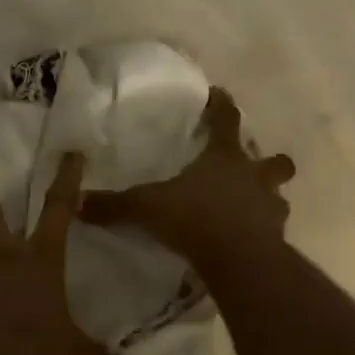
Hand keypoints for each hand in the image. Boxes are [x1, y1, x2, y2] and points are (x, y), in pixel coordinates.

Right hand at [80, 87, 294, 266]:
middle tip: (253, 168)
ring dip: (267, 199)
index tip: (219, 94)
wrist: (239, 260)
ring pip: (278, 197)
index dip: (222, 105)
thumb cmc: (196, 219)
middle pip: (275, 161)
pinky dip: (264, 232)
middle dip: (269, 162)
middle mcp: (254, 177)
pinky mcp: (276, 238)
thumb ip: (115, 205)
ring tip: (250, 209)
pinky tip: (249, 240)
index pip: (227, 120)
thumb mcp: (147, 207)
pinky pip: (273, 230)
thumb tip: (76, 201)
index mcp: (225, 158)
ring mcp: (270, 208)